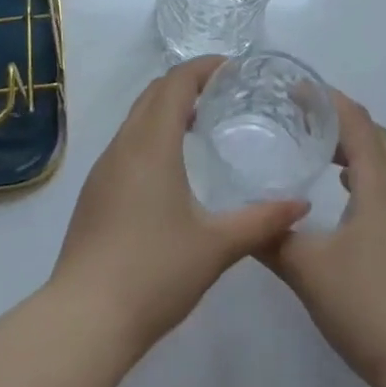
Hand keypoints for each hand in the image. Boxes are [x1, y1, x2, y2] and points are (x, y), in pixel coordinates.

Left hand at [49, 57, 307, 355]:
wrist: (85, 318)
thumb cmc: (154, 272)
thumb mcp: (217, 246)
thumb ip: (261, 221)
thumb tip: (301, 205)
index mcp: (152, 143)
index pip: (177, 82)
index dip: (204, 67)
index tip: (234, 69)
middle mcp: (124, 145)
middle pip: (154, 93)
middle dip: (187, 83)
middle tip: (224, 93)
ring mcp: (103, 168)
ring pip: (137, 117)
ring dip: (167, 108)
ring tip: (202, 124)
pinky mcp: (94, 191)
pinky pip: (126, 142)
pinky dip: (152, 134)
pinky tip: (171, 167)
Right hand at [259, 92, 385, 386]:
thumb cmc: (367, 306)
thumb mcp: (307, 269)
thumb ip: (271, 238)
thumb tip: (239, 216)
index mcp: (378, 186)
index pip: (357, 122)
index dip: (328, 99)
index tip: (294, 89)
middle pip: (373, 134)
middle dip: (338, 116)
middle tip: (298, 113)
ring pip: (380, 161)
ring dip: (349, 144)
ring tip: (312, 145)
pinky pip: (381, 185)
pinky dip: (358, 171)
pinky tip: (336, 192)